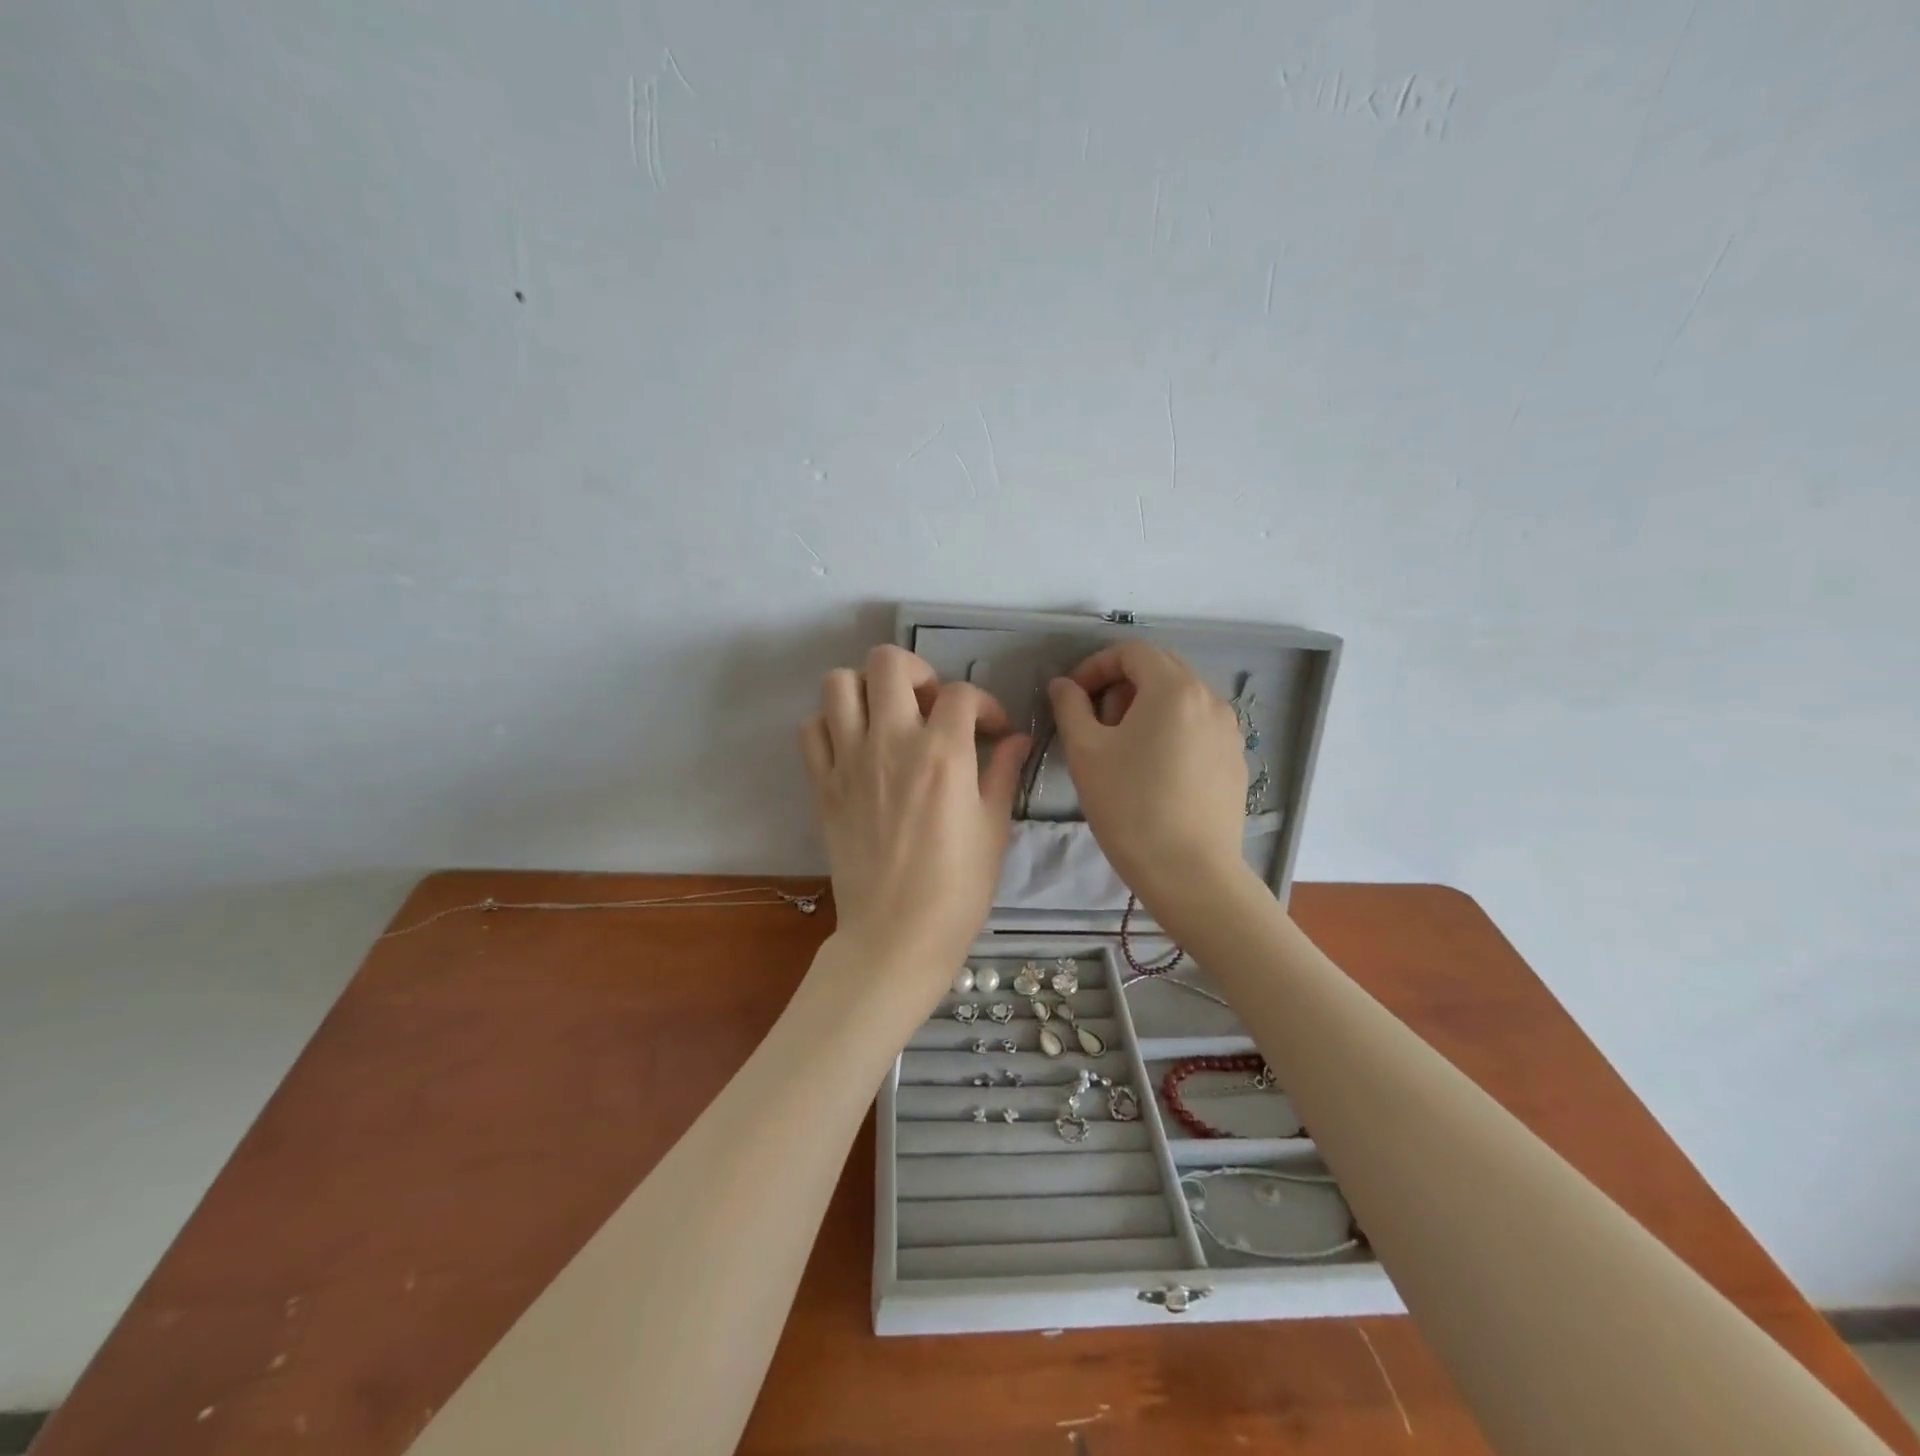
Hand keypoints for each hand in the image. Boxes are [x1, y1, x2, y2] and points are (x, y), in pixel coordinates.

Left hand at [800, 646, 1028, 1004]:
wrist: (896, 935)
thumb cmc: (957, 888)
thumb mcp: (993, 828)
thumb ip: (1003, 773)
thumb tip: (1017, 739)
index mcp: (942, 754)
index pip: (962, 694)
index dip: (985, 704)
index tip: (992, 729)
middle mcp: (891, 743)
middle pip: (889, 662)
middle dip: (917, 672)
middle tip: (930, 706)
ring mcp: (849, 761)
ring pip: (839, 683)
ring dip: (867, 689)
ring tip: (888, 718)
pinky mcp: (822, 784)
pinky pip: (812, 729)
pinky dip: (831, 724)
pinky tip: (855, 746)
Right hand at [1047, 641, 1248, 911]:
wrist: (1190, 872)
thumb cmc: (1130, 807)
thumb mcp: (1086, 753)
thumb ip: (1070, 707)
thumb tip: (1063, 685)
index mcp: (1174, 689)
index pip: (1132, 652)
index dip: (1095, 666)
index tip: (1073, 697)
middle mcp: (1210, 698)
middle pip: (1160, 670)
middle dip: (1121, 686)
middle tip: (1096, 724)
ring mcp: (1229, 730)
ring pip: (1180, 699)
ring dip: (1145, 709)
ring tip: (1123, 751)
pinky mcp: (1235, 759)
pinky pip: (1197, 727)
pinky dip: (1170, 731)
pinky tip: (1154, 772)